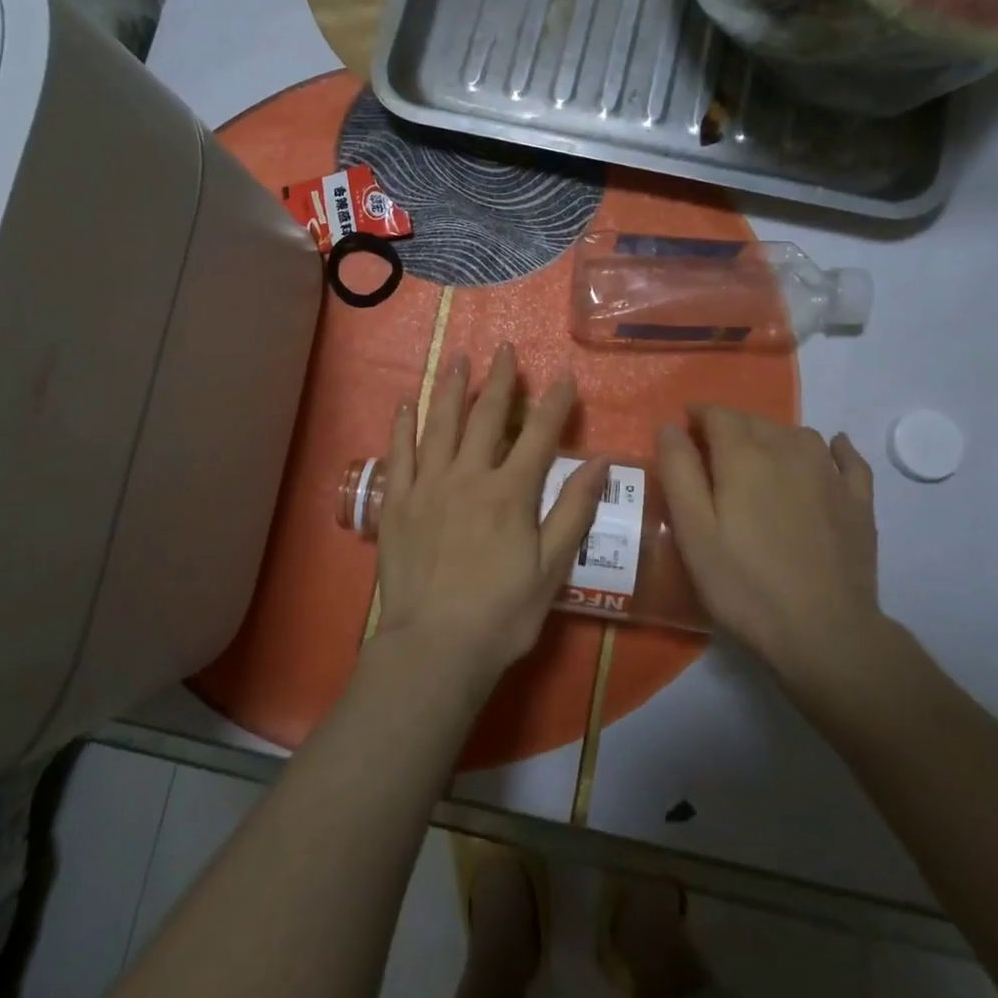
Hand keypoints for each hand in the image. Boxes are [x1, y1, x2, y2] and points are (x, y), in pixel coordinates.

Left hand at [372, 343, 607, 697]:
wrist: (434, 648)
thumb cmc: (501, 614)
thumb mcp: (551, 569)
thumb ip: (574, 511)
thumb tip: (600, 462)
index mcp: (510, 493)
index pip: (538, 436)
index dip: (553, 403)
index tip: (562, 375)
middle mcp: (469, 477)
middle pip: (487, 418)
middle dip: (499, 381)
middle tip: (504, 349)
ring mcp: (428, 486)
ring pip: (441, 424)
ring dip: (452, 388)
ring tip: (458, 358)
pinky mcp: (397, 502)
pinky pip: (399, 453)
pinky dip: (404, 425)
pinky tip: (408, 402)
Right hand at [657, 408, 890, 688]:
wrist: (825, 632)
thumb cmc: (745, 583)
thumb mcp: (693, 530)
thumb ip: (679, 471)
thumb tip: (670, 425)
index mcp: (744, 455)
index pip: (718, 414)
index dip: (698, 416)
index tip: (684, 430)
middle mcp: (788, 450)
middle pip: (755, 421)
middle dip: (730, 427)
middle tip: (713, 454)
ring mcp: (829, 474)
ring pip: (797, 434)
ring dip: (773, 436)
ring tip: (759, 460)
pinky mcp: (859, 501)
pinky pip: (848, 458)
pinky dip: (836, 447)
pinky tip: (832, 449)